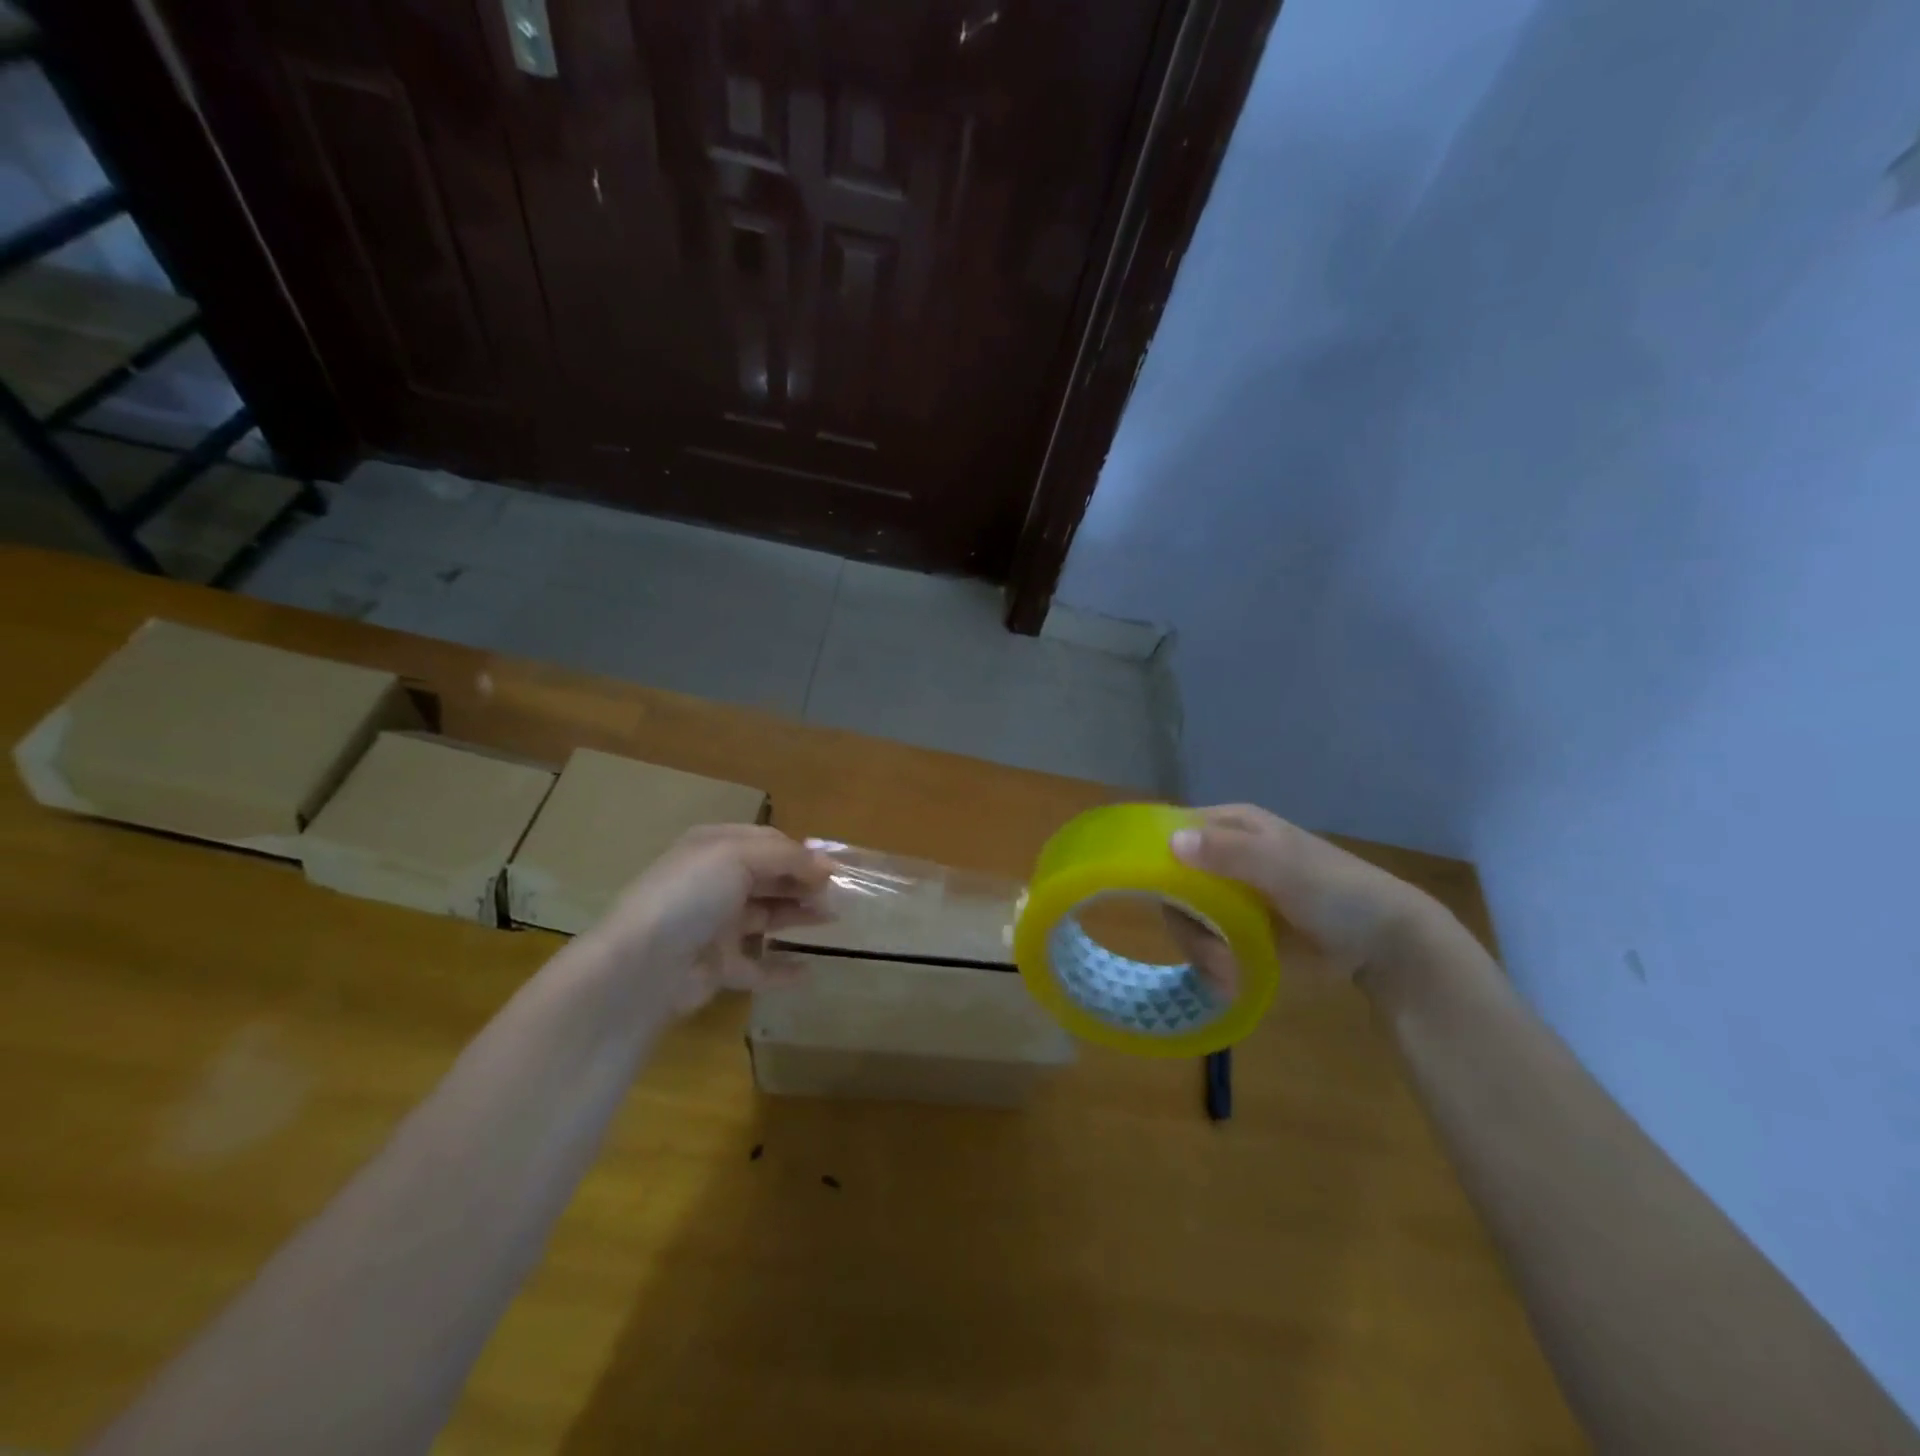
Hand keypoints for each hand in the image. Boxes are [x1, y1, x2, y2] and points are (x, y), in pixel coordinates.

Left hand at [585, 825, 831, 1013]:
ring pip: (765, 917)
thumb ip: (788, 857)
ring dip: (798, 916)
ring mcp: (713, 926)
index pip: (766, 842)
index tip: (835, 868)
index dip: (801, 853)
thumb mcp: (739, 857)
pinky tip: (808, 971)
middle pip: (768, 878)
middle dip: (803, 882)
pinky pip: (755, 966)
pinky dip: (781, 969)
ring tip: (832, 920)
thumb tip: (827, 865)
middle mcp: (713, 883)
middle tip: (838, 894)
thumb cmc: (691, 896)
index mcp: (713, 848)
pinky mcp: (714, 966)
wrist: (642, 966)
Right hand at [1169, 804, 1440, 981]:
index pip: (1173, 831)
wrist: (1385, 944)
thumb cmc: (1337, 890)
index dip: (1157, 858)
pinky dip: (1212, 965)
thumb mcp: (1284, 866)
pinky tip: (1232, 979)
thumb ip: (1229, 853)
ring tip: (1229, 972)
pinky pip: (1204, 944)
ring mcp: (1228, 896)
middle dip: (1187, 922)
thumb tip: (1172, 842)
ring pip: (1184, 919)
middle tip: (1210, 951)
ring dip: (1201, 950)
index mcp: (1232, 826)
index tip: (1157, 894)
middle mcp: (1222, 857)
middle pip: (1172, 884)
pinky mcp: (1237, 931)